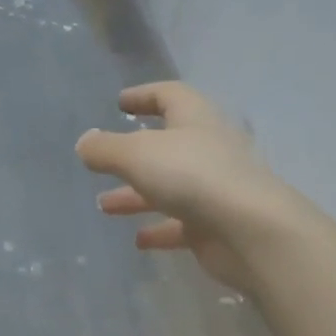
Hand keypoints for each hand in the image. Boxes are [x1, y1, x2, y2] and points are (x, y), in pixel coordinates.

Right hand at [77, 82, 299, 291]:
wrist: (250, 230)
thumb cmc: (191, 176)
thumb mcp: (136, 154)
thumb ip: (105, 148)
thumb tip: (85, 142)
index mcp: (194, 118)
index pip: (169, 95)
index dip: (144, 96)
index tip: (120, 102)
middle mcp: (207, 148)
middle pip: (166, 145)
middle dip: (132, 155)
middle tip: (104, 161)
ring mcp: (214, 188)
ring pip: (169, 187)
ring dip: (137, 195)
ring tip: (104, 206)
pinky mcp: (216, 224)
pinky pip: (182, 224)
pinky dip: (159, 228)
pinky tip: (138, 240)